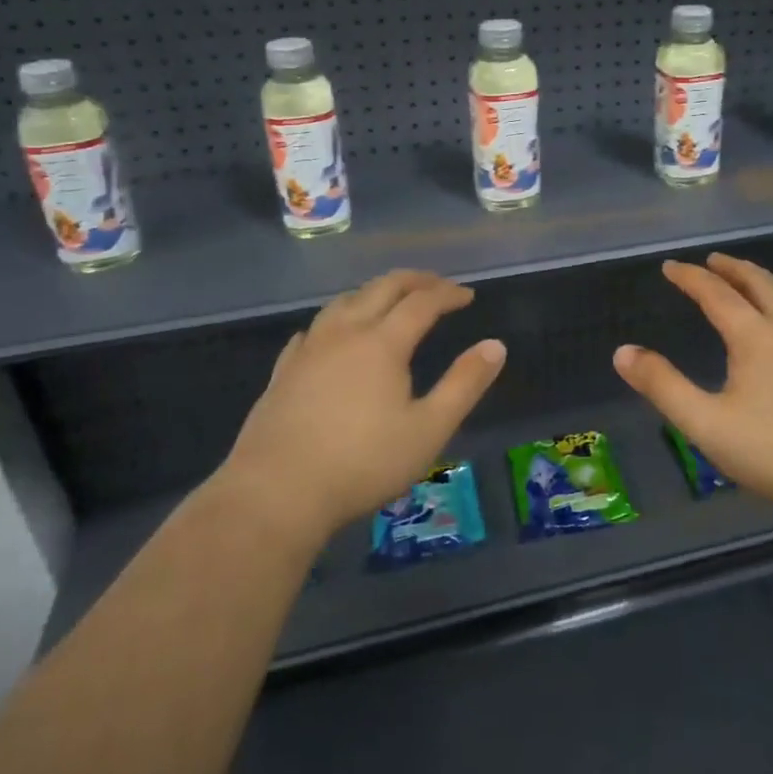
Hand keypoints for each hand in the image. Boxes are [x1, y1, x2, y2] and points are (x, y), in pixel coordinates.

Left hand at [219, 270, 505, 545]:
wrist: (276, 493)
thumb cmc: (363, 463)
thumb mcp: (429, 429)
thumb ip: (465, 384)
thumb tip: (496, 345)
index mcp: (383, 343)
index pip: (422, 302)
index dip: (448, 294)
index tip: (467, 295)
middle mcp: (345, 333)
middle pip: (381, 288)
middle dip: (413, 281)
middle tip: (436, 284)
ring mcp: (309, 350)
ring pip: (343, 302)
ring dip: (373, 292)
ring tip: (388, 300)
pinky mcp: (283, 371)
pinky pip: (313, 329)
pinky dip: (335, 320)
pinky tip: (332, 334)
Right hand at [612, 253, 772, 520]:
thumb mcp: (707, 424)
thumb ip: (663, 386)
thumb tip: (622, 352)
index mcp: (754, 336)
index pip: (715, 294)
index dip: (690, 278)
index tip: (671, 267)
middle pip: (759, 285)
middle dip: (733, 269)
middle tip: (715, 260)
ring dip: (770, 284)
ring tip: (757, 280)